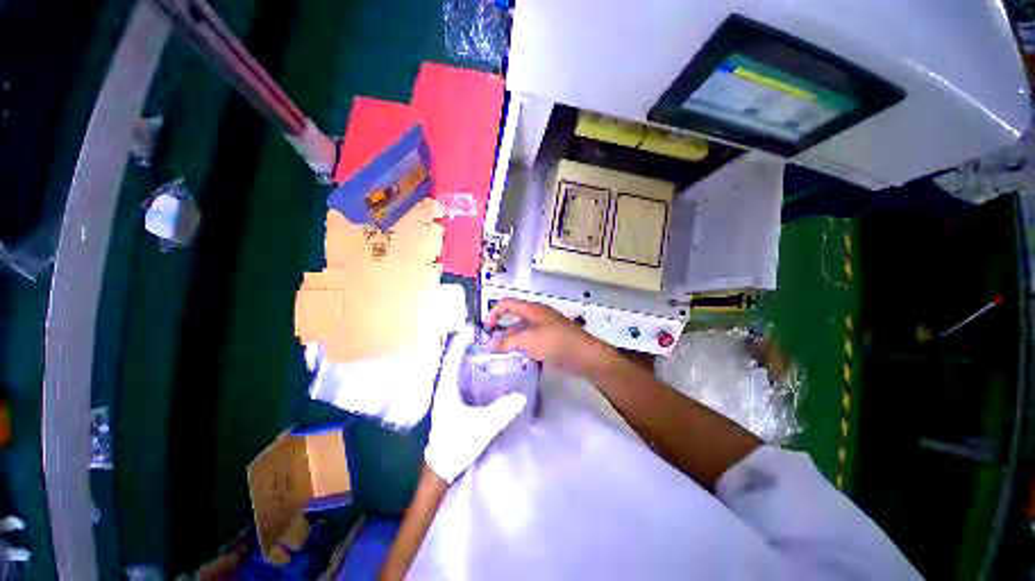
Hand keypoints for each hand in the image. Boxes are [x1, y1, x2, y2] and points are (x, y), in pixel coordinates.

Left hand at [424, 326, 526, 482]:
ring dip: (466, 357)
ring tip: (483, 348)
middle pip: (454, 360)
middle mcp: (445, 388)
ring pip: (456, 370)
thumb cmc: (456, 445)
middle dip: (466, 346)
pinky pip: (460, 379)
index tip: (471, 328)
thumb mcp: (481, 428)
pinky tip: (481, 372)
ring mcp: (447, 396)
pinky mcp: (452, 403)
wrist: (441, 468)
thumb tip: (521, 397)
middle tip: (483, 336)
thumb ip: (501, 412)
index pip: (453, 359)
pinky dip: (469, 370)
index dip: (461, 342)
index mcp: (447, 389)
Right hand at [486, 299, 613, 375]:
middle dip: (503, 332)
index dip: (494, 312)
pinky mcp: (551, 340)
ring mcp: (546, 328)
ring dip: (514, 343)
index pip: (508, 303)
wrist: (584, 355)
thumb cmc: (555, 341)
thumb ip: (508, 342)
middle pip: (515, 319)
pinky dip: (525, 349)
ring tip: (505, 357)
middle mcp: (538, 316)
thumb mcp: (528, 340)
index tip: (487, 328)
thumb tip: (492, 347)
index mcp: (532, 309)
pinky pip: (533, 342)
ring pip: (523, 333)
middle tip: (494, 348)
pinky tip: (521, 360)